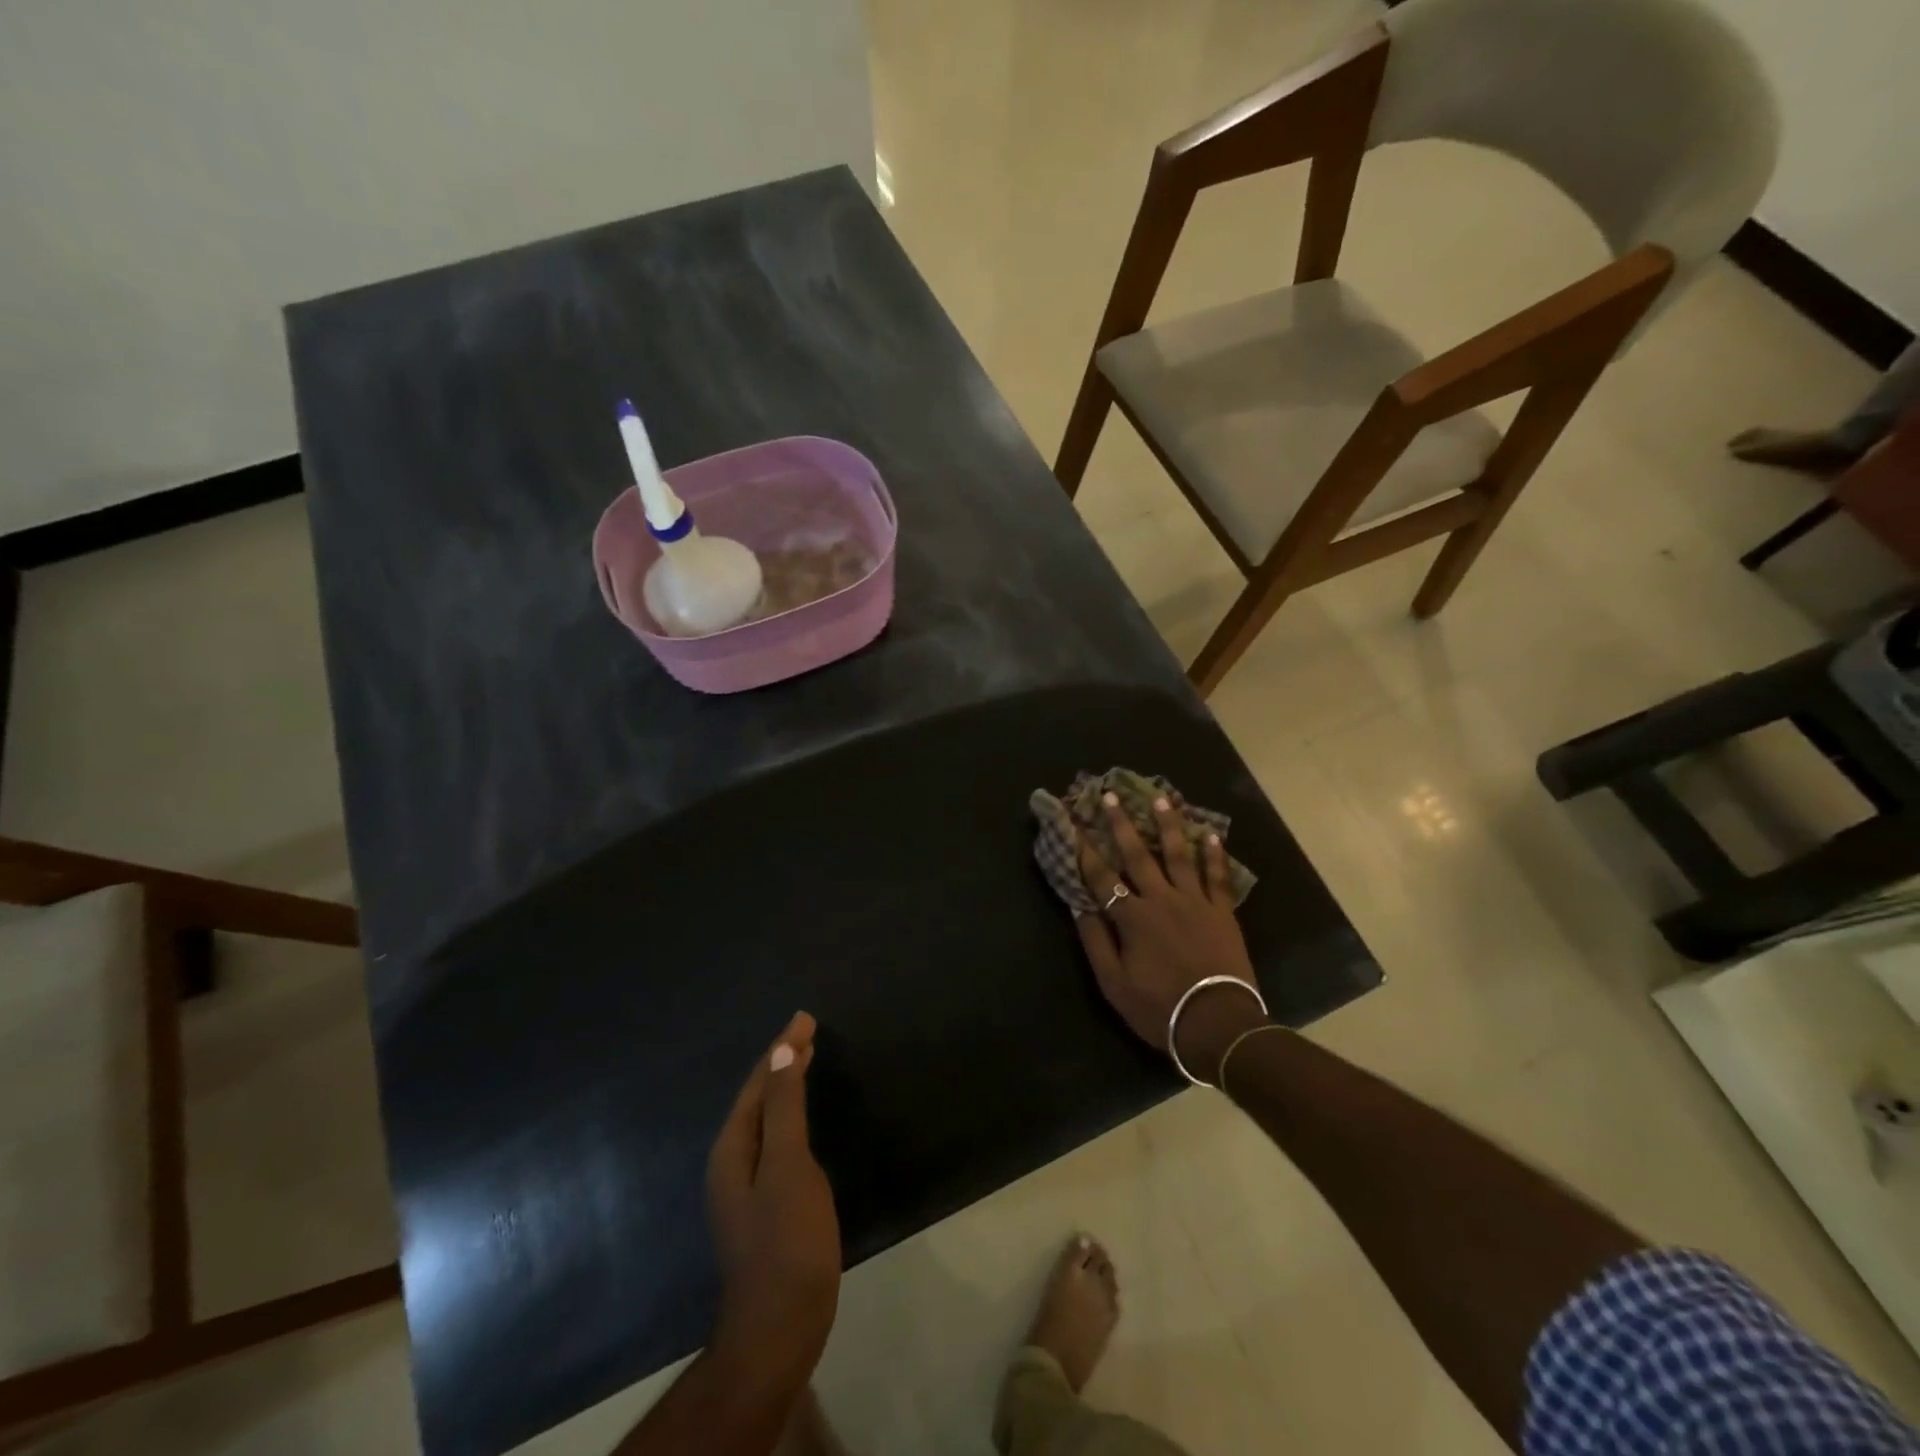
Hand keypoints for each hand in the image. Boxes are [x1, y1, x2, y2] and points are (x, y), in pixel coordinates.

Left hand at [705, 1012, 840, 1384]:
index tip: (805, 1017)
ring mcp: (745, 1186)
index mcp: (732, 1148)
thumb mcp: (789, 1165)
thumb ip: (785, 1108)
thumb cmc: (787, 1240)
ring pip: (766, 1119)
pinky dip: (791, 1116)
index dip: (782, 1048)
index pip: (759, 1082)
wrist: (780, 1327)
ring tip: (807, 1060)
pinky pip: (775, 1141)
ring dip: (785, 1087)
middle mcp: (731, 1161)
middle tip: (809, 1031)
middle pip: (758, 1098)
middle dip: (782, 1062)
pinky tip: (803, 1120)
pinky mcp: (764, 1204)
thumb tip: (782, 1051)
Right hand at [1075, 794, 1268, 1083]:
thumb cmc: (1160, 1008)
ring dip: (1168, 826)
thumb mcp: (1114, 984)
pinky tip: (1212, 834)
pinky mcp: (1222, 912)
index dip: (1084, 849)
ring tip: (1162, 799)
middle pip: (1137, 855)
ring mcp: (1195, 902)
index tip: (1072, 824)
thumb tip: (1080, 906)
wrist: (1218, 1023)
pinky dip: (1214, 855)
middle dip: (1121, 823)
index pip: (1101, 877)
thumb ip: (1096, 942)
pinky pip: (1217, 877)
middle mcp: (1161, 900)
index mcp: (1132, 918)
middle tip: (1110, 795)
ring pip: (1178, 855)